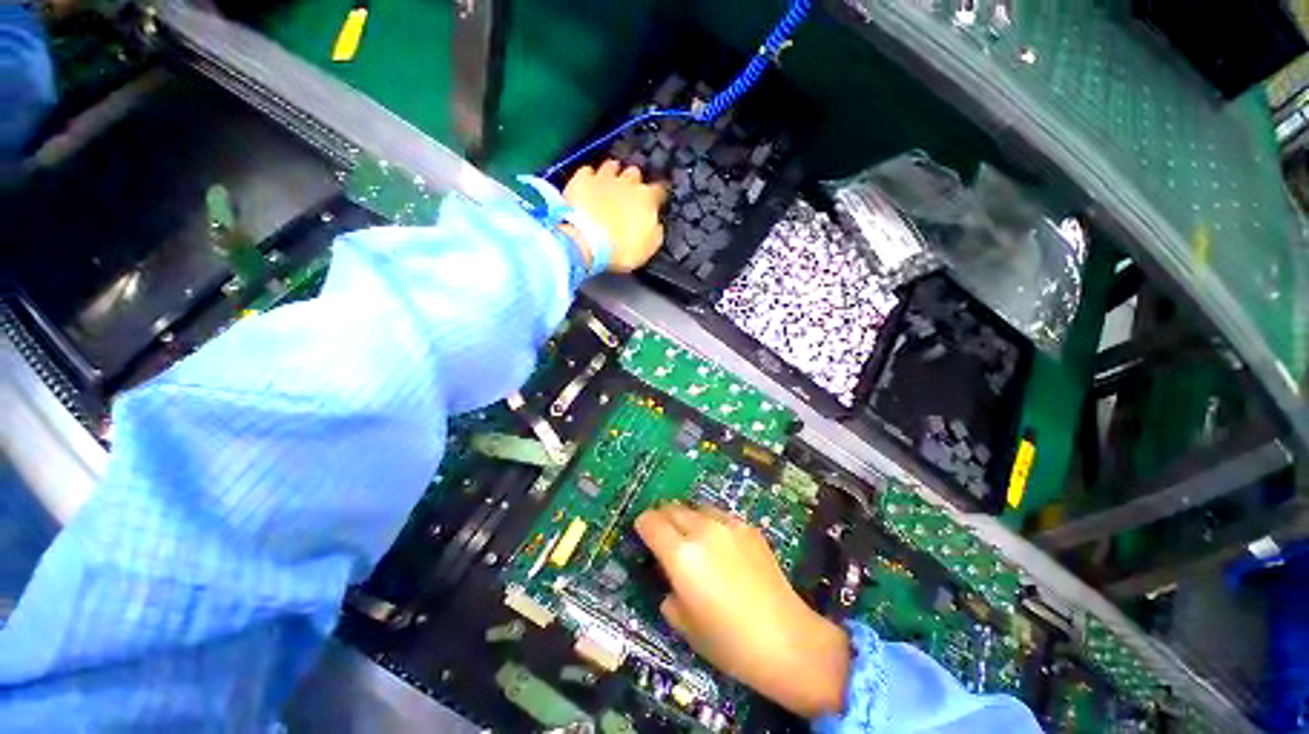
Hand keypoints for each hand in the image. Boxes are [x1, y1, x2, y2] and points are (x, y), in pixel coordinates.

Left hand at [563, 160, 666, 272]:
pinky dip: (589, 176)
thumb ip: (655, 231)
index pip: (659, 190)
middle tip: (630, 194)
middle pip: (635, 173)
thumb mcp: (648, 247)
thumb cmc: (622, 249)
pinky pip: (587, 171)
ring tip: (610, 182)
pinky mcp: (581, 180)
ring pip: (612, 166)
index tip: (656, 202)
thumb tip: (655, 225)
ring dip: (613, 172)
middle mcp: (628, 183)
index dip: (658, 196)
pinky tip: (588, 184)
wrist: (588, 242)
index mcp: (647, 199)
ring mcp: (603, 178)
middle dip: (634, 181)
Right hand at [635, 504, 850, 718]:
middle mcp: (702, 530)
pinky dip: (711, 523)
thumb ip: (669, 593)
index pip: (650, 521)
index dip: (642, 525)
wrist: (786, 639)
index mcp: (681, 554)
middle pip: (672, 508)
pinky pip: (720, 516)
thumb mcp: (685, 625)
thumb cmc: (728, 642)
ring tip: (693, 538)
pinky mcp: (748, 527)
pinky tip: (721, 546)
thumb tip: (670, 579)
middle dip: (663, 519)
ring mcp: (728, 525)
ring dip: (687, 518)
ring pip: (696, 507)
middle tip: (664, 537)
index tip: (642, 535)